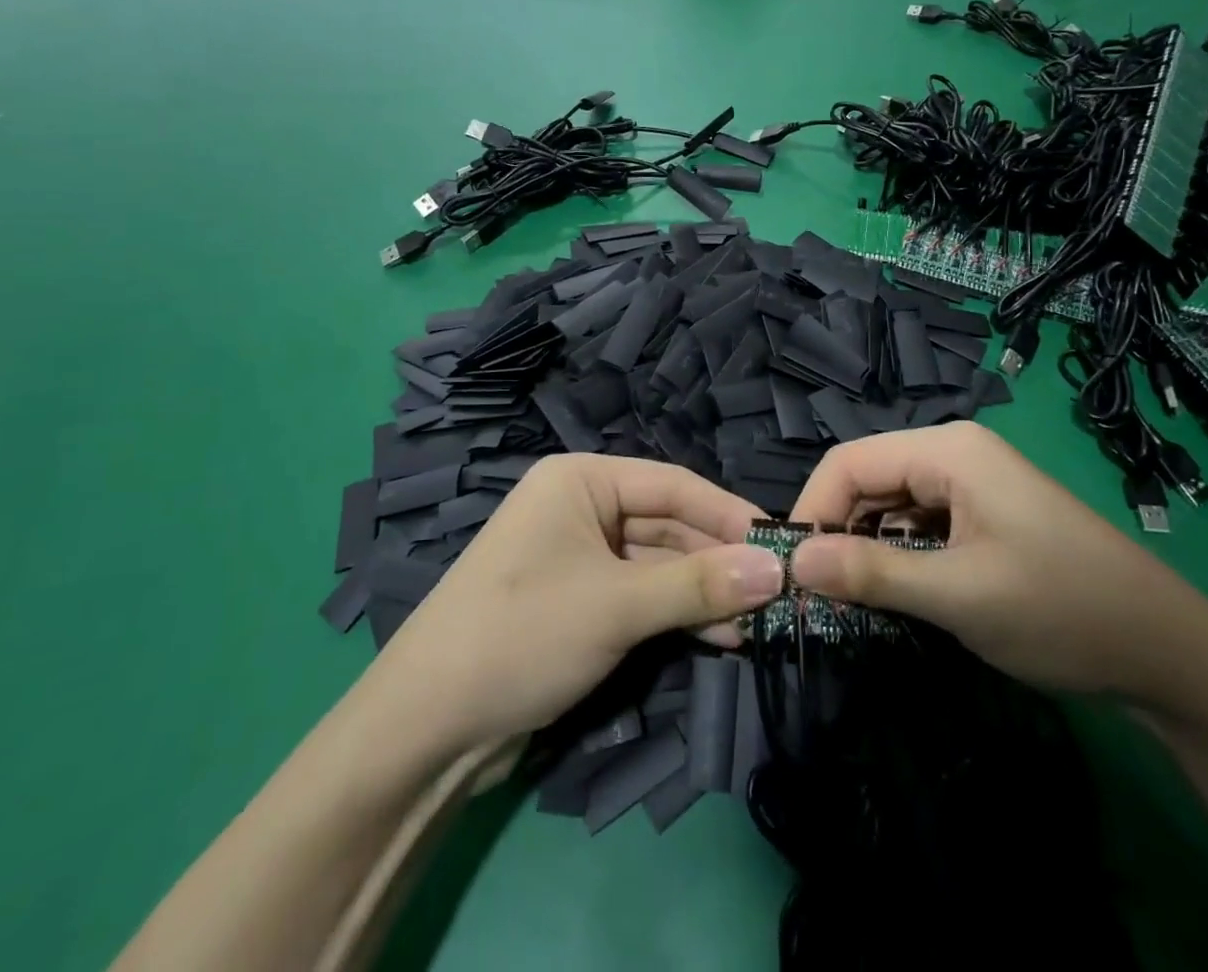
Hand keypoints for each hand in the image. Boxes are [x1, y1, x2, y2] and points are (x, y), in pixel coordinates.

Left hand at [359, 456, 782, 753]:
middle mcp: (581, 508)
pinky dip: (676, 615)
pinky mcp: (578, 603)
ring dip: (703, 594)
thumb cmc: (523, 634)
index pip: (672, 485)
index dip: (729, 513)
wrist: (425, 728)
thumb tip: (776, 571)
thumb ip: (699, 585)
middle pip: (667, 526)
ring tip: (759, 625)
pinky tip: (721, 637)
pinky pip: (639, 596)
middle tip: (777, 594)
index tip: (781, 544)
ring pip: (657, 566)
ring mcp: (578, 558)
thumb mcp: (617, 605)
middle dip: (719, 562)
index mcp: (580, 480)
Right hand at [788, 422, 1207, 705]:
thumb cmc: (1060, 610)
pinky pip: (919, 521)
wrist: (1169, 653)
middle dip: (838, 529)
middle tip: (816, 592)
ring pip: (890, 503)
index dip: (812, 508)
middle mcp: (954, 453)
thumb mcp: (958, 595)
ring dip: (866, 545)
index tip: (790, 567)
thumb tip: (794, 562)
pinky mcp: (983, 513)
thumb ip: (871, 574)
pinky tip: (894, 590)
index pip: (849, 462)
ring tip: (849, 597)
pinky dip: (897, 553)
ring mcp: (971, 483)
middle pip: (867, 479)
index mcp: (947, 450)